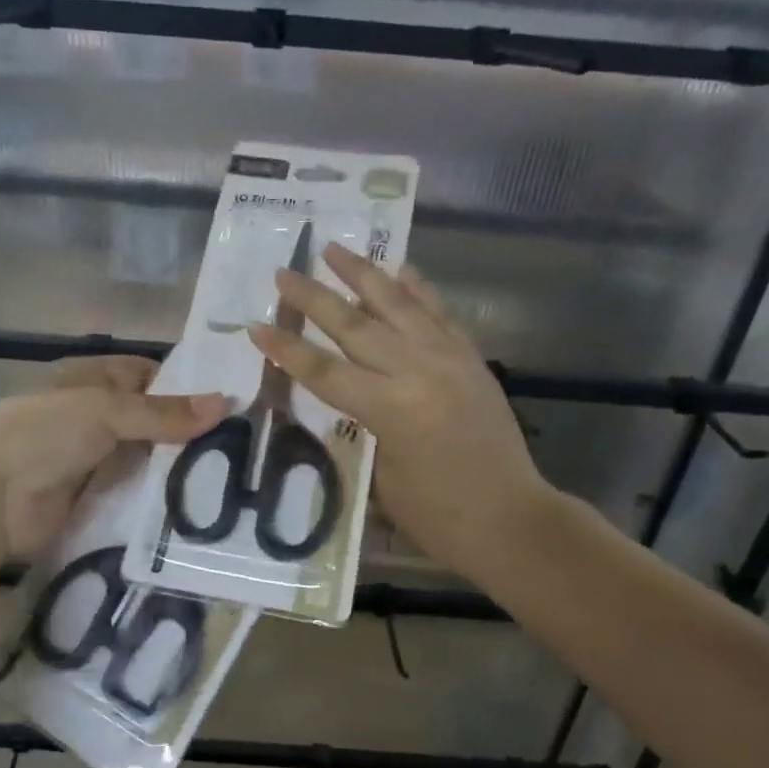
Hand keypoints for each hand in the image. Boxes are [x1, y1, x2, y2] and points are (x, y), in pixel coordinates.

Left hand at [0, 356, 227, 556]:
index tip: (230, 402)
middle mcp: (93, 416)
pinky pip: (133, 494)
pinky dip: (158, 498)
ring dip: (175, 468)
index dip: (185, 386)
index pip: (148, 375)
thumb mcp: (106, 411)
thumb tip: (225, 403)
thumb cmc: (44, 433)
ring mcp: (92, 459)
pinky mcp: (92, 499)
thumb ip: (164, 413)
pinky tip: (197, 504)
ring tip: (232, 477)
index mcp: (90, 380)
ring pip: (145, 459)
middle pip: (150, 421)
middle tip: (242, 446)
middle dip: (187, 433)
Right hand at [250, 245, 551, 580]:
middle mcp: (419, 371)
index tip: (255, 326)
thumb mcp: (382, 476)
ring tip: (334, 248)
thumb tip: (347, 395)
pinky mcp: (471, 357)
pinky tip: (399, 270)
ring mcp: (450, 358)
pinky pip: (438, 313)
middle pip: (353, 325)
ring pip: (398, 304)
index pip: (324, 371)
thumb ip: (361, 426)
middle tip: (282, 273)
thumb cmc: (438, 516)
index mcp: (391, 410)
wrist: (513, 519)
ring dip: (362, 274)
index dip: (286, 349)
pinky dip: (416, 289)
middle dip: (312, 298)